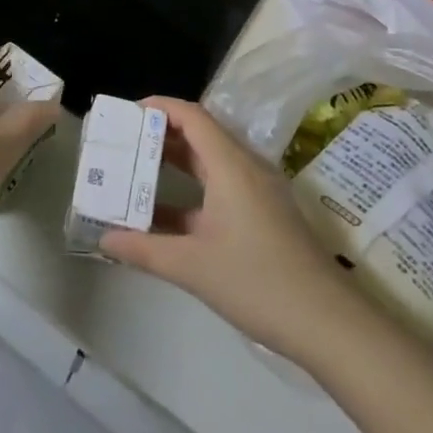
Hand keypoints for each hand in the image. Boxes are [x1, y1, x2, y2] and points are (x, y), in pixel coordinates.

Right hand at [101, 97, 358, 361]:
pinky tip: (163, 215)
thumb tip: (103, 240)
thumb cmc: (258, 283)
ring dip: (174, 162)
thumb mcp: (192, 267)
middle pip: (199, 133)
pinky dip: (191, 190)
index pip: (191, 116)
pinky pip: (220, 185)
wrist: (329, 324)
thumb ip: (144, 250)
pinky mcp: (264, 214)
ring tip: (136, 170)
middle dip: (159, 134)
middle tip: (122, 143)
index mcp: (231, 165)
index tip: (125, 116)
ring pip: (210, 161)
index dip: (157, 108)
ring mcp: (258, 191)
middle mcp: (246, 167)